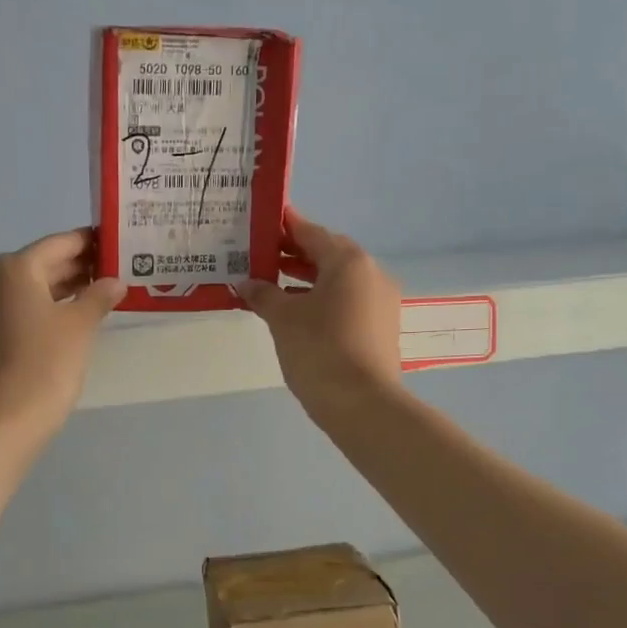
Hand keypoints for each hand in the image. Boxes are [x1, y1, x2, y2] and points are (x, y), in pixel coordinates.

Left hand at [0, 229, 125, 441]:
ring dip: (57, 289)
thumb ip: (98, 296)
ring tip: (95, 296)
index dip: (88, 243)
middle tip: (111, 272)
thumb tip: (114, 282)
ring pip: (25, 288)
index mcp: (13, 268)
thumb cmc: (45, 365)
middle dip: (74, 268)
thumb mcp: (80, 326)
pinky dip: (37, 308)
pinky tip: (63, 320)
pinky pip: (11, 309)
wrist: (2, 421)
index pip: (59, 244)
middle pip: (40, 264)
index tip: (112, 244)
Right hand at [237, 207, 403, 425]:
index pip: (311, 232)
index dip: (285, 227)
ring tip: (271, 285)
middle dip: (294, 254)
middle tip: (260, 257)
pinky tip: (295, 313)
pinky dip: (321, 299)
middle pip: (327, 254)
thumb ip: (263, 294)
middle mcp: (370, 273)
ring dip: (306, 279)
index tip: (262, 223)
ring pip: (338, 280)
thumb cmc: (319, 350)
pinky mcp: (380, 326)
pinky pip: (346, 300)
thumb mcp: (283, 318)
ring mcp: (380, 301)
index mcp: (348, 261)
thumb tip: (246, 283)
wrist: (362, 404)